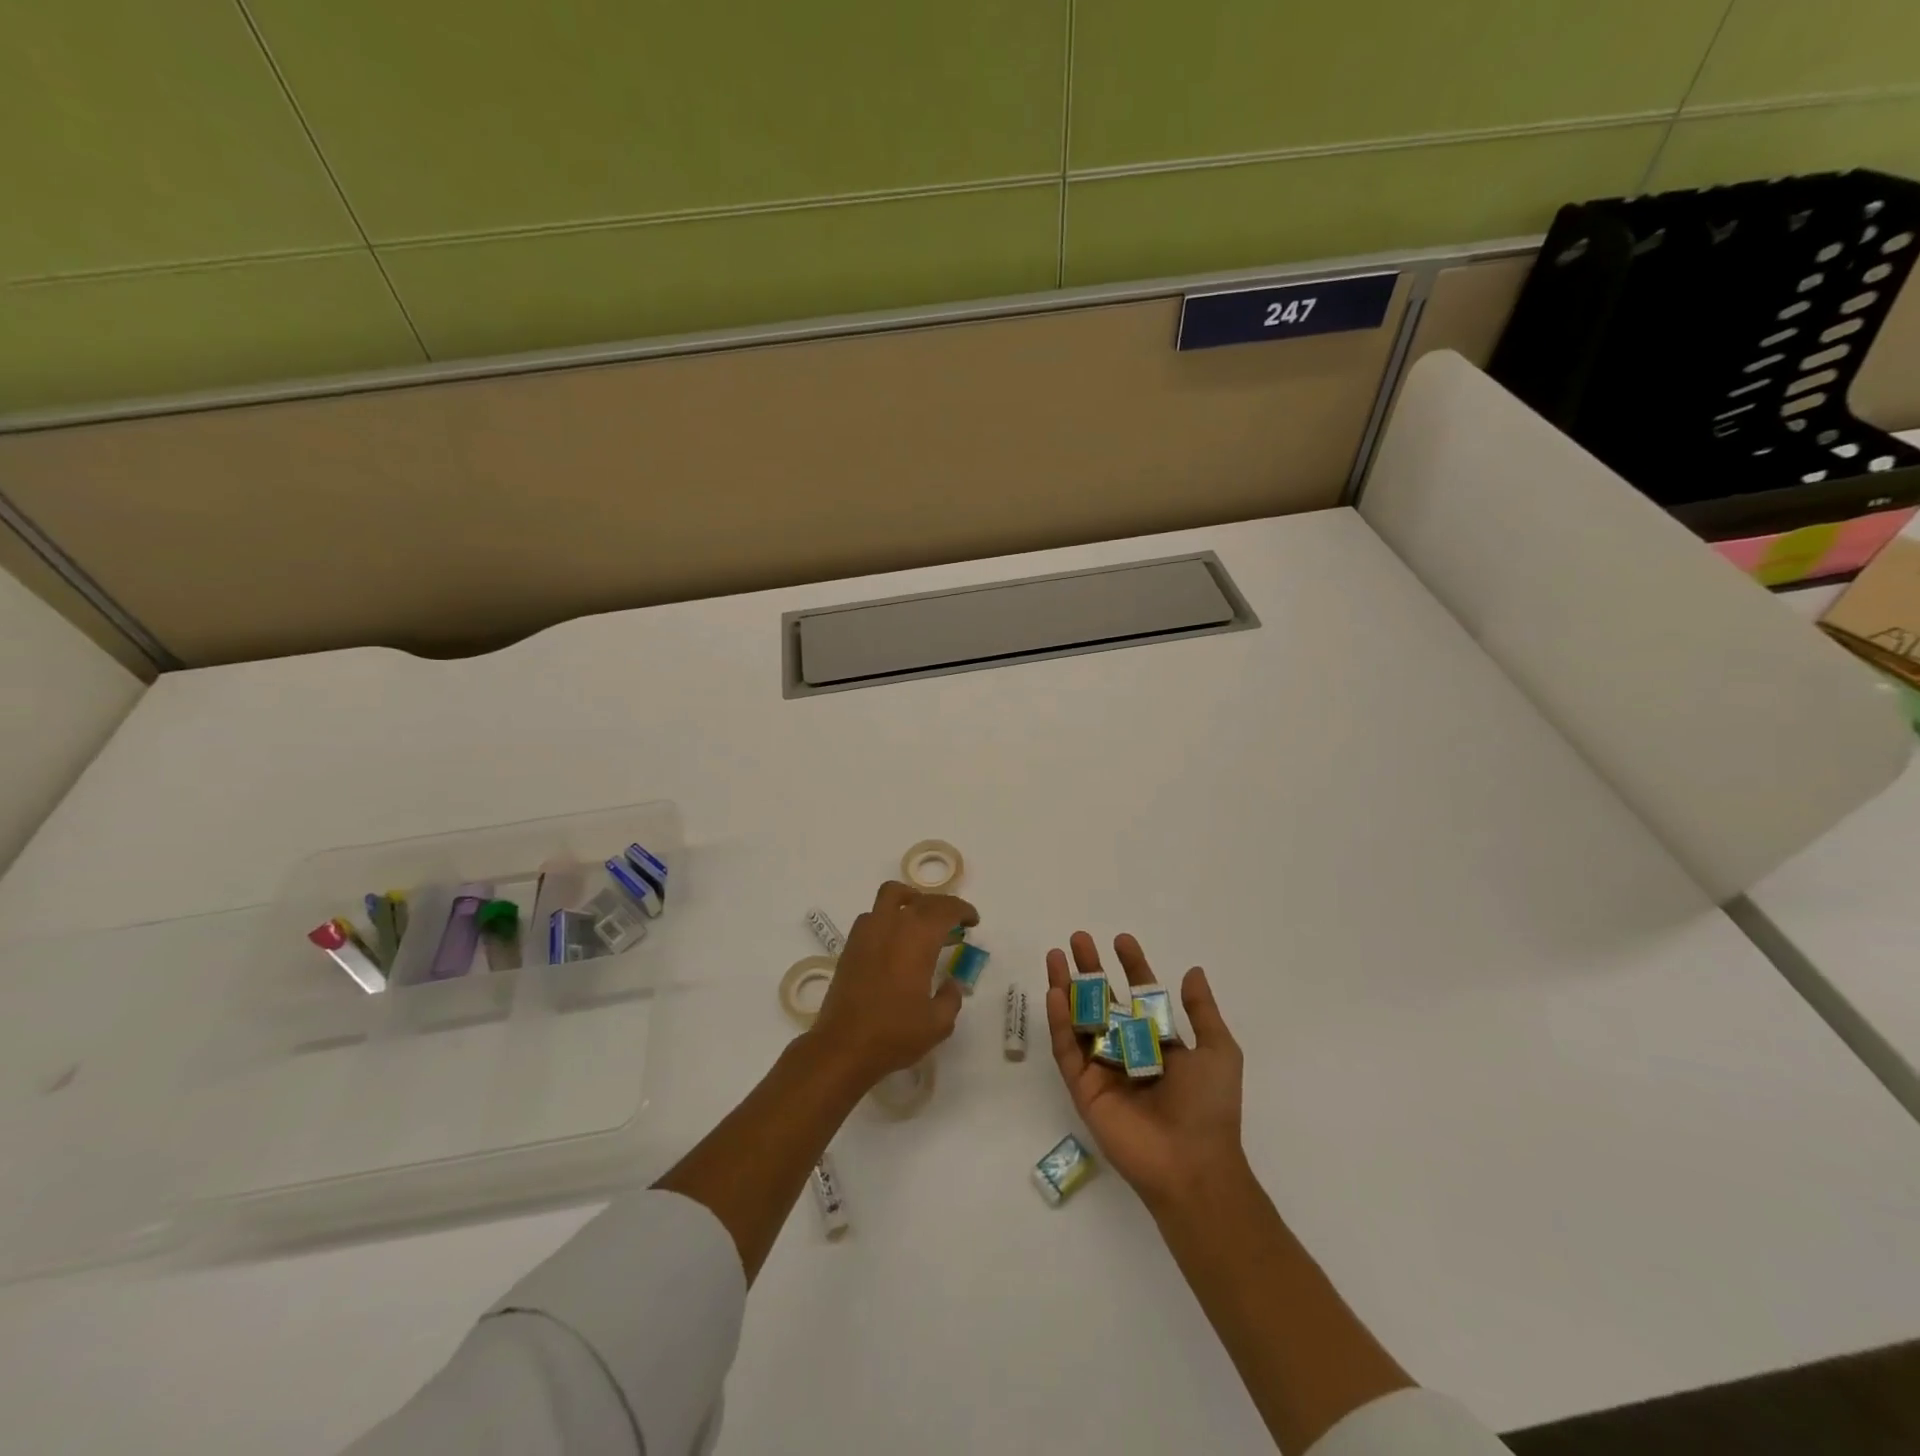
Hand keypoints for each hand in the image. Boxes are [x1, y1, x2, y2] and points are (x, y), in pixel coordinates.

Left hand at [810, 880, 978, 1090]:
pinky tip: (895, 941)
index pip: (945, 909)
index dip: (962, 910)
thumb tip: (950, 983)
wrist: (843, 1046)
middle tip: (954, 922)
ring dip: (911, 900)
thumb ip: (951, 997)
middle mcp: (892, 925)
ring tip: (922, 921)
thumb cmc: (894, 1034)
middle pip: (922, 899)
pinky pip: (873, 915)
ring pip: (891, 895)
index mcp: (918, 938)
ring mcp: (867, 932)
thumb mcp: (938, 1023)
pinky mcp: (851, 945)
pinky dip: (889, 916)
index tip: (973, 921)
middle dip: (942, 905)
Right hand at [1045, 931, 1245, 1212]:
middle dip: (1090, 969)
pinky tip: (1055, 993)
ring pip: (1079, 1020)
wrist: (1192, 1163)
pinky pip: (1067, 1049)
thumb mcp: (1217, 1050)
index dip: (1132, 966)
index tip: (1121, 939)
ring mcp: (1102, 1068)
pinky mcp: (1083, 1087)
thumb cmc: (1209, 1106)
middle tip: (1078, 938)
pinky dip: (1059, 1021)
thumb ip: (1202, 1011)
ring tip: (1055, 957)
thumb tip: (1194, 971)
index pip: (1141, 995)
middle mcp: (1128, 1050)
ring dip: (1066, 987)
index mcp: (1159, 1042)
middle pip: (1103, 1001)